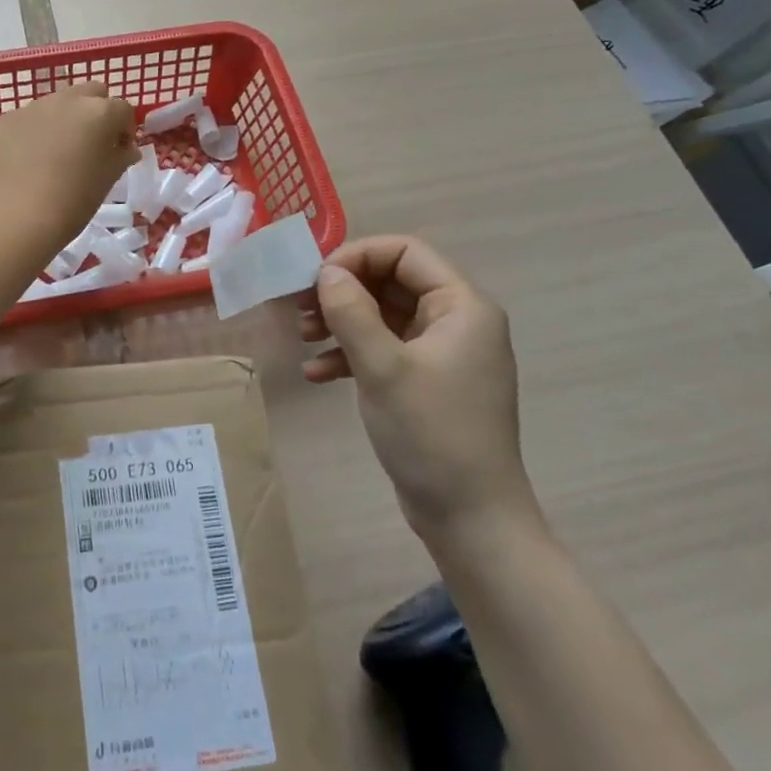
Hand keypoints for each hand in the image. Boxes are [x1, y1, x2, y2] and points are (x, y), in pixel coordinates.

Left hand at [0, 83, 137, 247]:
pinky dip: (38, 130)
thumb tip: (126, 149)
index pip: (123, 109)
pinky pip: (31, 117)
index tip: (121, 151)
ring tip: (60, 151)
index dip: (125, 130)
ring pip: (59, 102)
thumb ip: (122, 156)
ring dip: (66, 118)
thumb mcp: (109, 179)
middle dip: (97, 112)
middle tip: (94, 143)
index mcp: (100, 112)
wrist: (20, 216)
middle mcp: (68, 99)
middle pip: (92, 93)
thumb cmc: (75, 200)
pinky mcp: (9, 118)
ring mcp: (35, 106)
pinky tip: (33, 158)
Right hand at [298, 236, 536, 539]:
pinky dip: (350, 354)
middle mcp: (456, 321)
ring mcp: (441, 353)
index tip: (316, 279)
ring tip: (303, 336)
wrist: (470, 519)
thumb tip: (326, 272)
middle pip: (391, 281)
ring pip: (382, 314)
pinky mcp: (426, 381)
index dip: (357, 256)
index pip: (405, 252)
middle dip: (343, 291)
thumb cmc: (432, 433)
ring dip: (341, 321)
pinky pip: (383, 348)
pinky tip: (317, 374)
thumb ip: (351, 312)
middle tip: (300, 306)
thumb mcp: (383, 367)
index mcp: (462, 306)